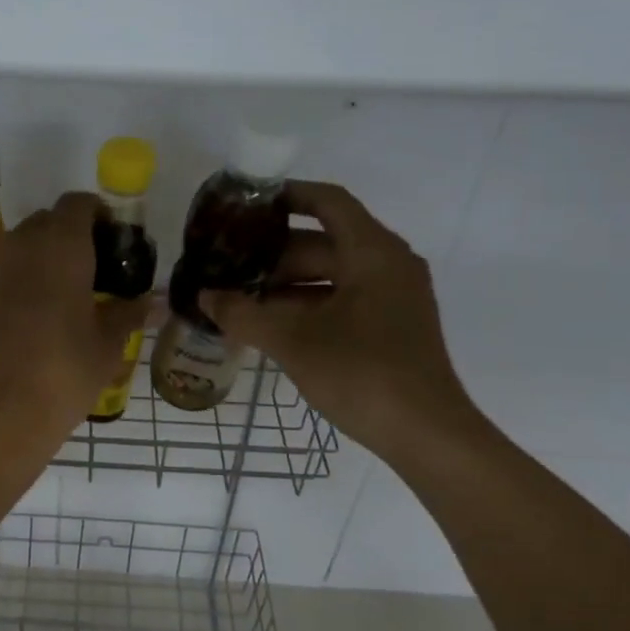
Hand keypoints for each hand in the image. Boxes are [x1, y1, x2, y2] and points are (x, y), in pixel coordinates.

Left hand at [0, 192, 147, 444]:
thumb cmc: (63, 372)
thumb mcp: (107, 345)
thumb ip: (129, 314)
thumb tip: (154, 302)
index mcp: (61, 245)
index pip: (78, 204)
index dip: (99, 214)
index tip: (116, 239)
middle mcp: (23, 246)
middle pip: (48, 220)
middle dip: (72, 234)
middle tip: (98, 267)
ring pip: (23, 245)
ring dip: (46, 256)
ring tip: (71, 293)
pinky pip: (5, 274)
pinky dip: (24, 281)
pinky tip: (39, 317)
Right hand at [202, 181, 479, 462]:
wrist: (426, 434)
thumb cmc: (361, 373)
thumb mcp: (293, 342)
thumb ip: (244, 314)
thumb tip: (204, 296)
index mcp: (373, 252)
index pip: (327, 202)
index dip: (286, 196)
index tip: (245, 205)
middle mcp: (388, 264)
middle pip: (324, 241)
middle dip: (273, 252)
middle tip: (228, 262)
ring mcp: (392, 297)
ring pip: (330, 274)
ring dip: (286, 283)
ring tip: (239, 295)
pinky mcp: (390, 325)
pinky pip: (341, 299)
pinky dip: (306, 305)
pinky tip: (269, 323)